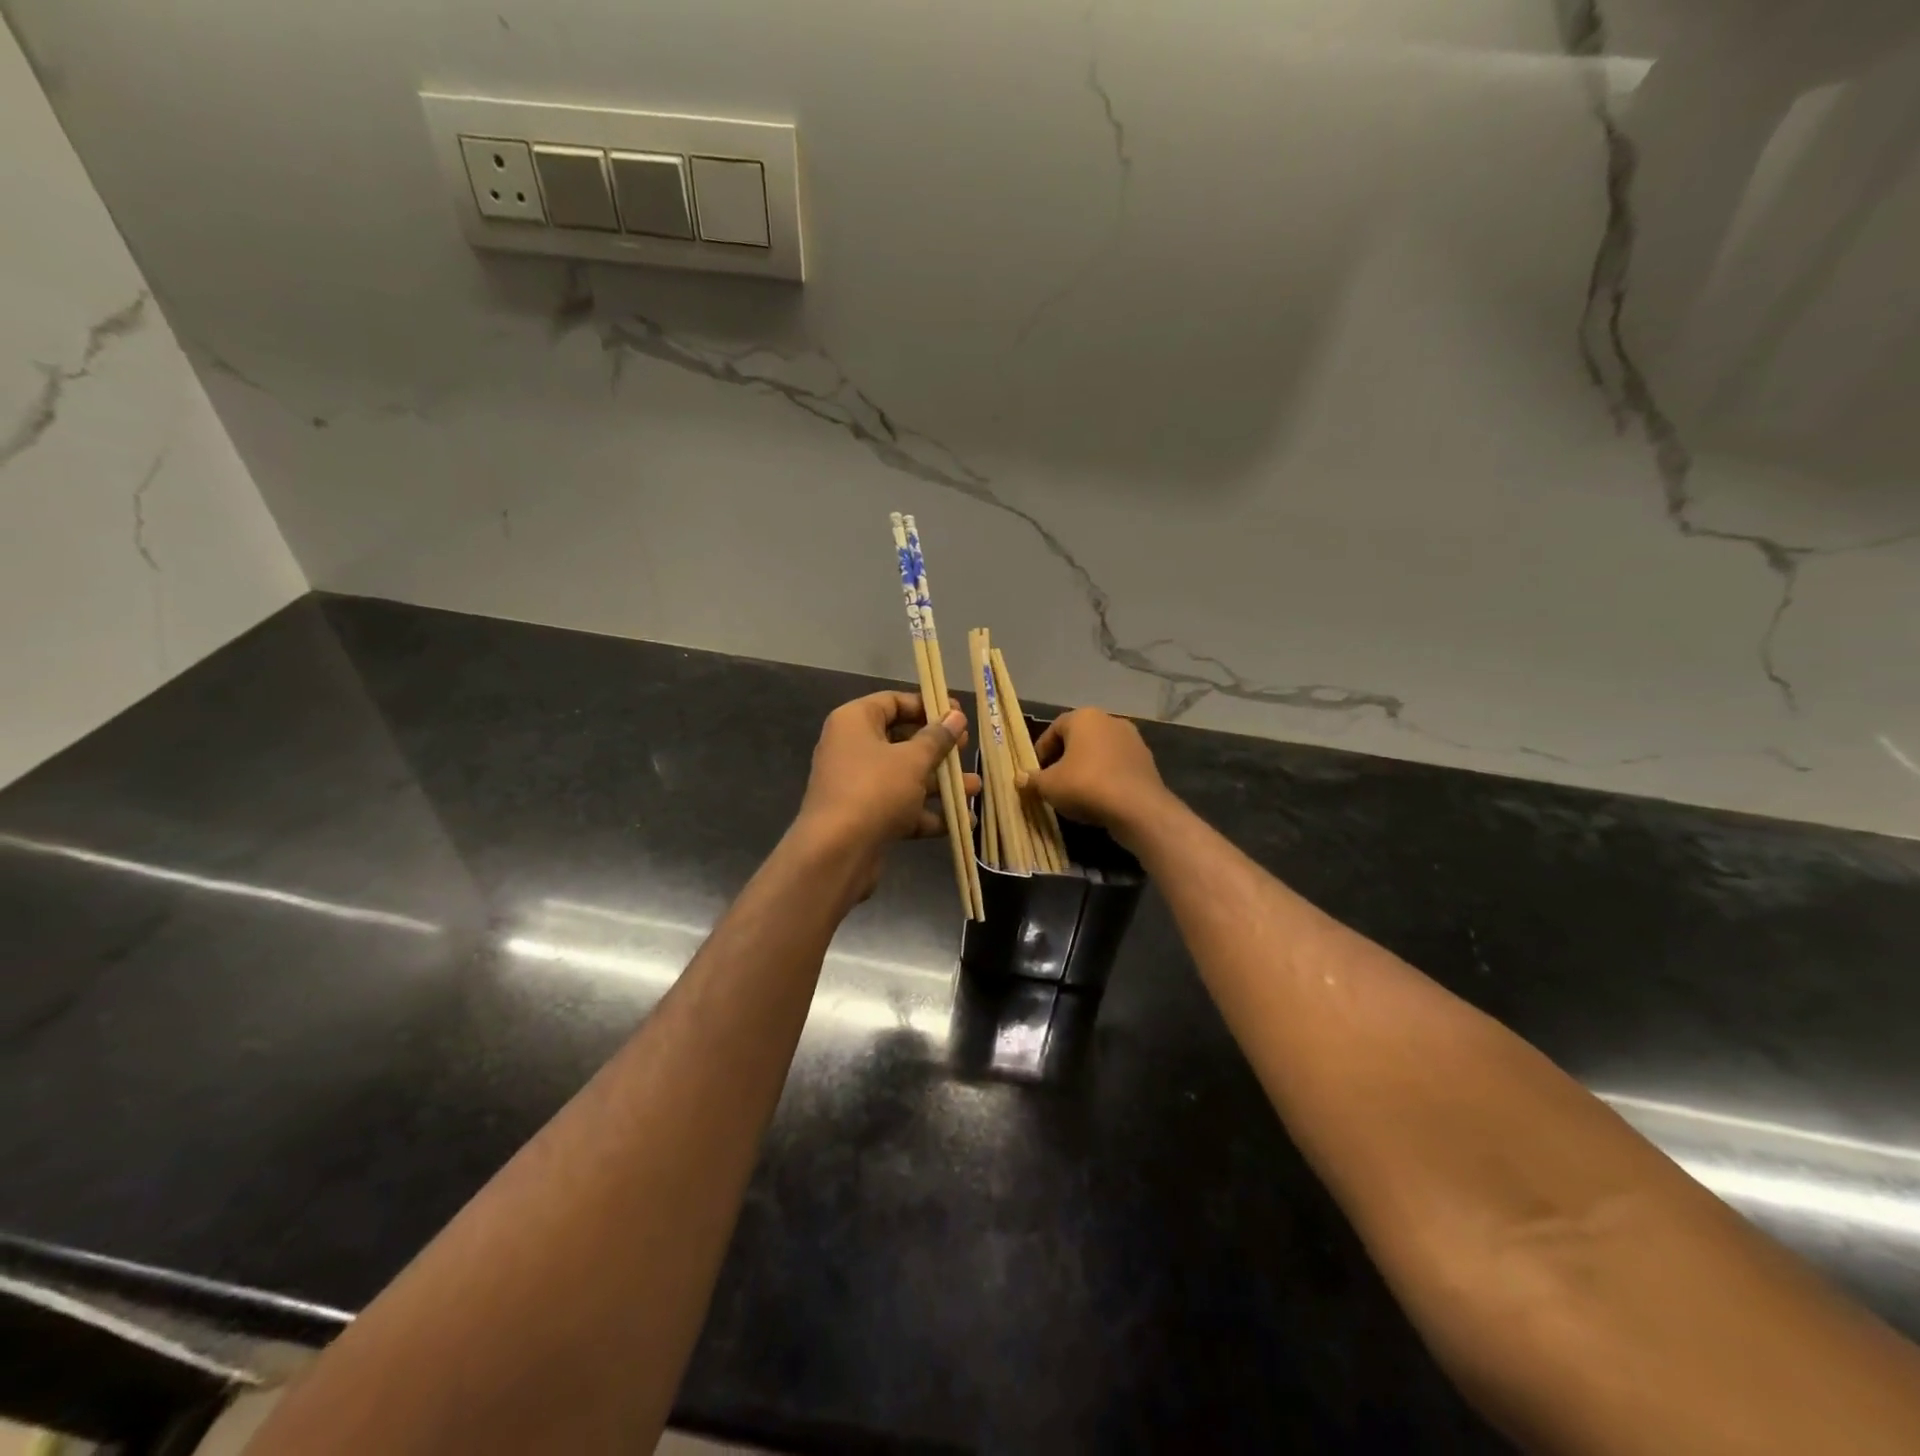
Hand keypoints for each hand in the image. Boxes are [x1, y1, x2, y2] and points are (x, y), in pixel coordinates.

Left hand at [794, 691, 978, 871]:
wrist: (836, 853)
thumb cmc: (875, 790)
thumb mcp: (913, 760)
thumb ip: (937, 738)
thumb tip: (956, 716)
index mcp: (855, 722)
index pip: (893, 702)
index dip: (927, 706)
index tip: (957, 714)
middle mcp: (852, 749)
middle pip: (901, 740)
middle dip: (938, 749)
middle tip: (966, 750)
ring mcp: (857, 785)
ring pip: (904, 777)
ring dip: (940, 783)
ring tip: (974, 789)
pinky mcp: (865, 817)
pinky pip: (900, 807)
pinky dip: (927, 813)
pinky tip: (961, 821)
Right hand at [1022, 708, 1175, 849]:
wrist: (1137, 808)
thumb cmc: (1085, 785)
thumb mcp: (1048, 786)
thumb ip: (1032, 780)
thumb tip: (1020, 778)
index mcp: (1084, 717)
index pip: (1054, 728)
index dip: (1041, 750)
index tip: (1036, 771)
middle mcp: (1110, 721)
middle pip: (1079, 738)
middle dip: (1064, 758)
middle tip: (1053, 780)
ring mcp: (1133, 740)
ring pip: (1100, 752)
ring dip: (1086, 767)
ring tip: (1076, 791)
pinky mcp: (1147, 761)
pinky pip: (1117, 766)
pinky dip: (1106, 777)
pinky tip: (1100, 797)